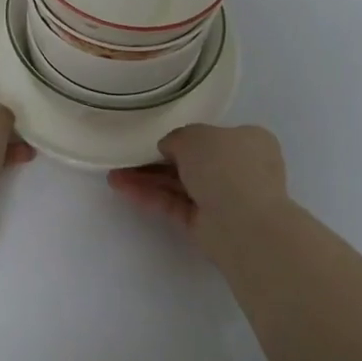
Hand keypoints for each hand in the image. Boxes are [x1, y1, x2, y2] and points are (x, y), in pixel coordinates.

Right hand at [107, 124, 287, 231]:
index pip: (213, 135)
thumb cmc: (226, 165)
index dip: (185, 135)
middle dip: (158, 159)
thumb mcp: (194, 135)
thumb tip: (168, 148)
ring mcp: (224, 199)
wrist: (243, 223)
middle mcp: (239, 169)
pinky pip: (175, 204)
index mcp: (248, 141)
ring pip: (180, 184)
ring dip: (147, 179)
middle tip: (127, 156)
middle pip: (193, 161)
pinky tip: (123, 188)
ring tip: (113, 175)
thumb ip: (176, 138)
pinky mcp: (207, 225)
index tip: (157, 136)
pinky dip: (151, 196)